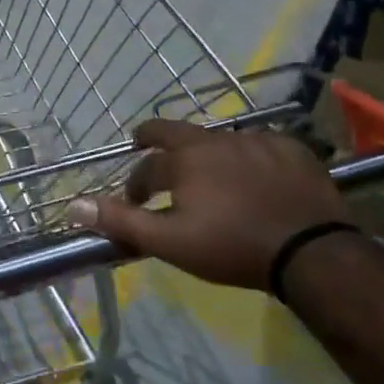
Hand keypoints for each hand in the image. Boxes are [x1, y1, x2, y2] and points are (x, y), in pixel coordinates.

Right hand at [67, 121, 350, 289]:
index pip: (146, 167)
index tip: (135, 203)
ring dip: (204, 154)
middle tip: (146, 146)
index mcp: (185, 159)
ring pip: (218, 140)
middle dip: (155, 139)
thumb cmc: (232, 246)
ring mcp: (257, 141)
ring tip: (208, 175)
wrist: (311, 251)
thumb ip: (121, 221)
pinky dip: (247, 158)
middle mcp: (216, 140)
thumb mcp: (170, 241)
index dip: (135, 184)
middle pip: (176, 132)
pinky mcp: (292, 150)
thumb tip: (72, 205)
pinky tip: (255, 177)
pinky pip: (259, 146)